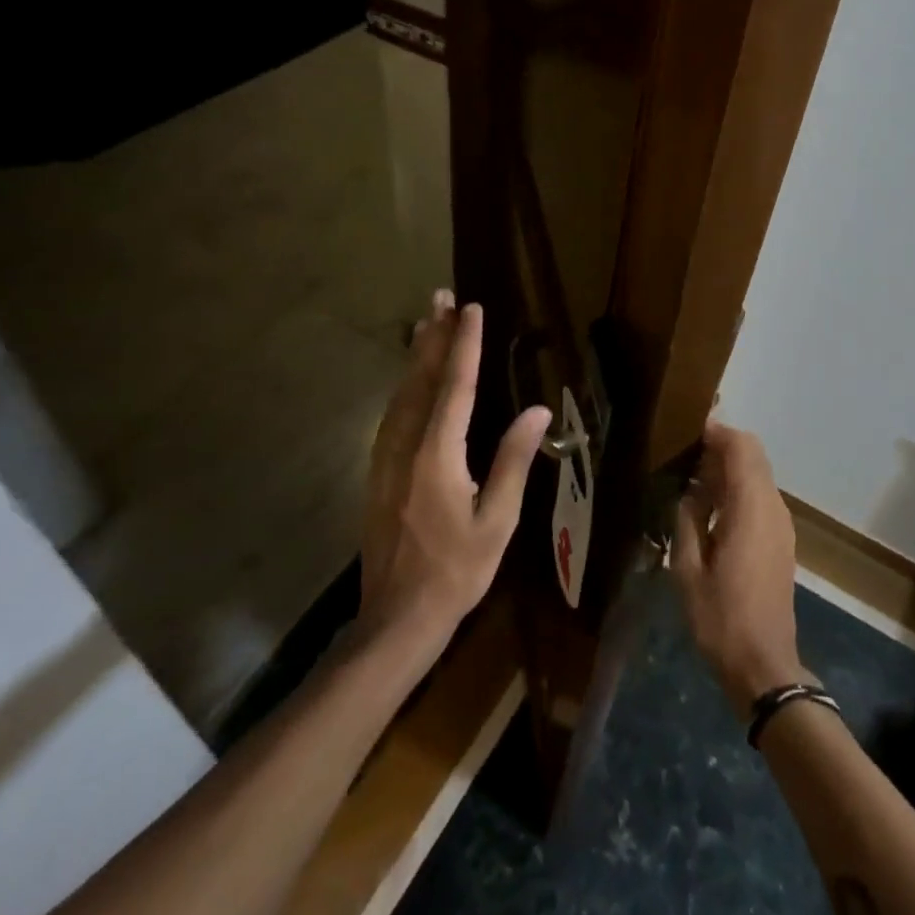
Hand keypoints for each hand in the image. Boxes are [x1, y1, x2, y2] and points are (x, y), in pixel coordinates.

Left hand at [360, 292, 551, 645]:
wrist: (397, 617)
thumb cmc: (457, 571)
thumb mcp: (498, 520)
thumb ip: (514, 461)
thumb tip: (536, 411)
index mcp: (438, 456)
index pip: (455, 387)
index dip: (464, 345)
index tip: (471, 310)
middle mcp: (406, 446)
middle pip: (420, 379)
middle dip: (433, 336)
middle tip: (440, 297)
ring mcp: (385, 458)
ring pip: (401, 393)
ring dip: (415, 355)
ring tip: (426, 323)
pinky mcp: (378, 470)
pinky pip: (392, 413)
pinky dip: (404, 385)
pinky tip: (410, 378)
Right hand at [672, 421, 807, 717]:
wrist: (764, 665)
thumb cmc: (721, 618)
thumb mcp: (688, 570)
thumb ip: (687, 520)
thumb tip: (689, 492)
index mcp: (751, 509)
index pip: (741, 448)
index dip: (717, 431)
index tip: (687, 427)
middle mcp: (772, 508)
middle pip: (753, 456)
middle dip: (721, 447)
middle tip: (684, 453)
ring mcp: (781, 525)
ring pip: (758, 476)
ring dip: (729, 469)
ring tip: (691, 478)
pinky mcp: (781, 541)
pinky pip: (760, 498)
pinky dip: (737, 489)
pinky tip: (709, 508)